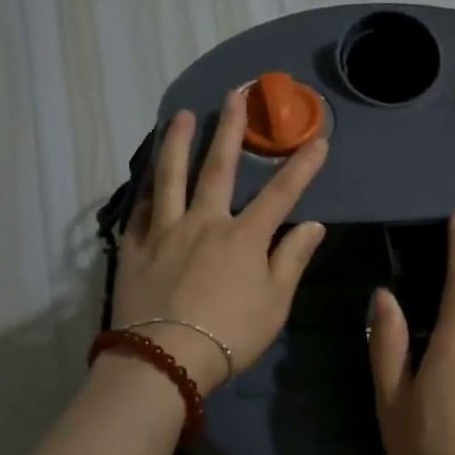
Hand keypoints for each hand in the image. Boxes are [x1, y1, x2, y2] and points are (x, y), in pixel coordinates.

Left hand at [110, 90, 328, 392]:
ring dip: (177, 142)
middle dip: (230, 128)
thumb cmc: (230, 335)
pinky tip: (147, 177)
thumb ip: (292, 259)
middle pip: (218, 167)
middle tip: (234, 95)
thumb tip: (313, 225)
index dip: (302, 165)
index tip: (319, 139)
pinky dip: (147, 190)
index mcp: (243, 236)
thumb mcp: (275, 303)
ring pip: (170, 176)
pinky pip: (141, 210)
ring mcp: (165, 231)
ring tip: (181, 116)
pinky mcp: (135, 247)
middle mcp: (204, 222)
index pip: (281, 193)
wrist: (165, 360)